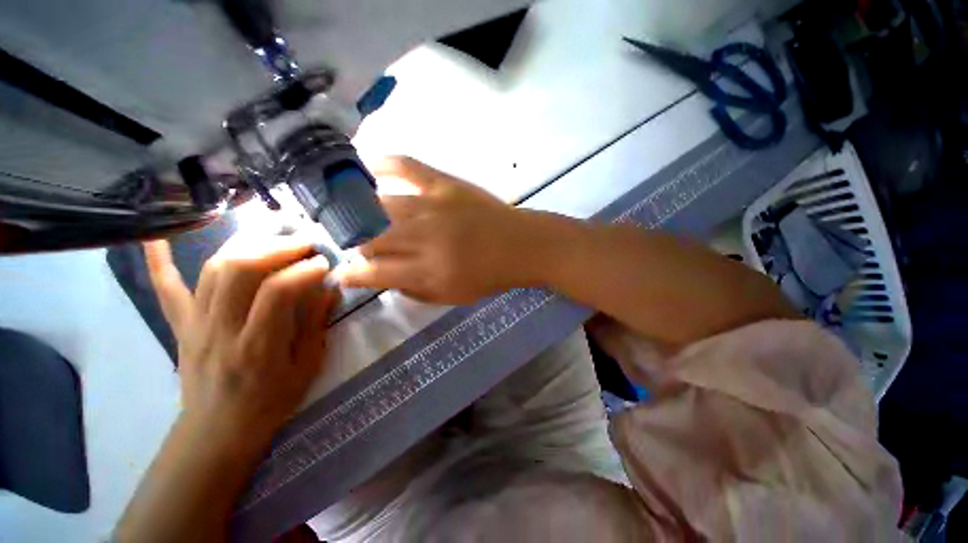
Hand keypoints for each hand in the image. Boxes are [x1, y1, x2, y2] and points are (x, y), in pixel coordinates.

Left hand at [144, 234, 338, 441]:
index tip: (325, 263)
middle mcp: (220, 329)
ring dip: (246, 244)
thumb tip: (330, 287)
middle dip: (277, 247)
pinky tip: (157, 234)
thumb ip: (317, 324)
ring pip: (213, 269)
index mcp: (258, 346)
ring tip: (274, 236)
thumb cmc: (270, 401)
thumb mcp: (307, 367)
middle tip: (304, 242)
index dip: (304, 270)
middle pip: (239, 270)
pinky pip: (164, 288)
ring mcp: (195, 324)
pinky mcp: (180, 324)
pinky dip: (159, 259)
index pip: (278, 292)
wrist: (218, 429)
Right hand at [336, 157, 542, 303]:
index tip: (343, 274)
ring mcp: (433, 206)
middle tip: (361, 247)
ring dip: (363, 215)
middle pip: (371, 237)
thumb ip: (415, 291)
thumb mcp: (453, 297)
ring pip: (380, 206)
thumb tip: (386, 280)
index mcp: (428, 271)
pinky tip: (366, 164)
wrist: (521, 246)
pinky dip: (383, 162)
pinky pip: (407, 166)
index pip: (374, 273)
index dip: (352, 275)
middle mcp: (425, 238)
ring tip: (360, 218)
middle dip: (357, 245)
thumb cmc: (490, 276)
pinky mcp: (445, 184)